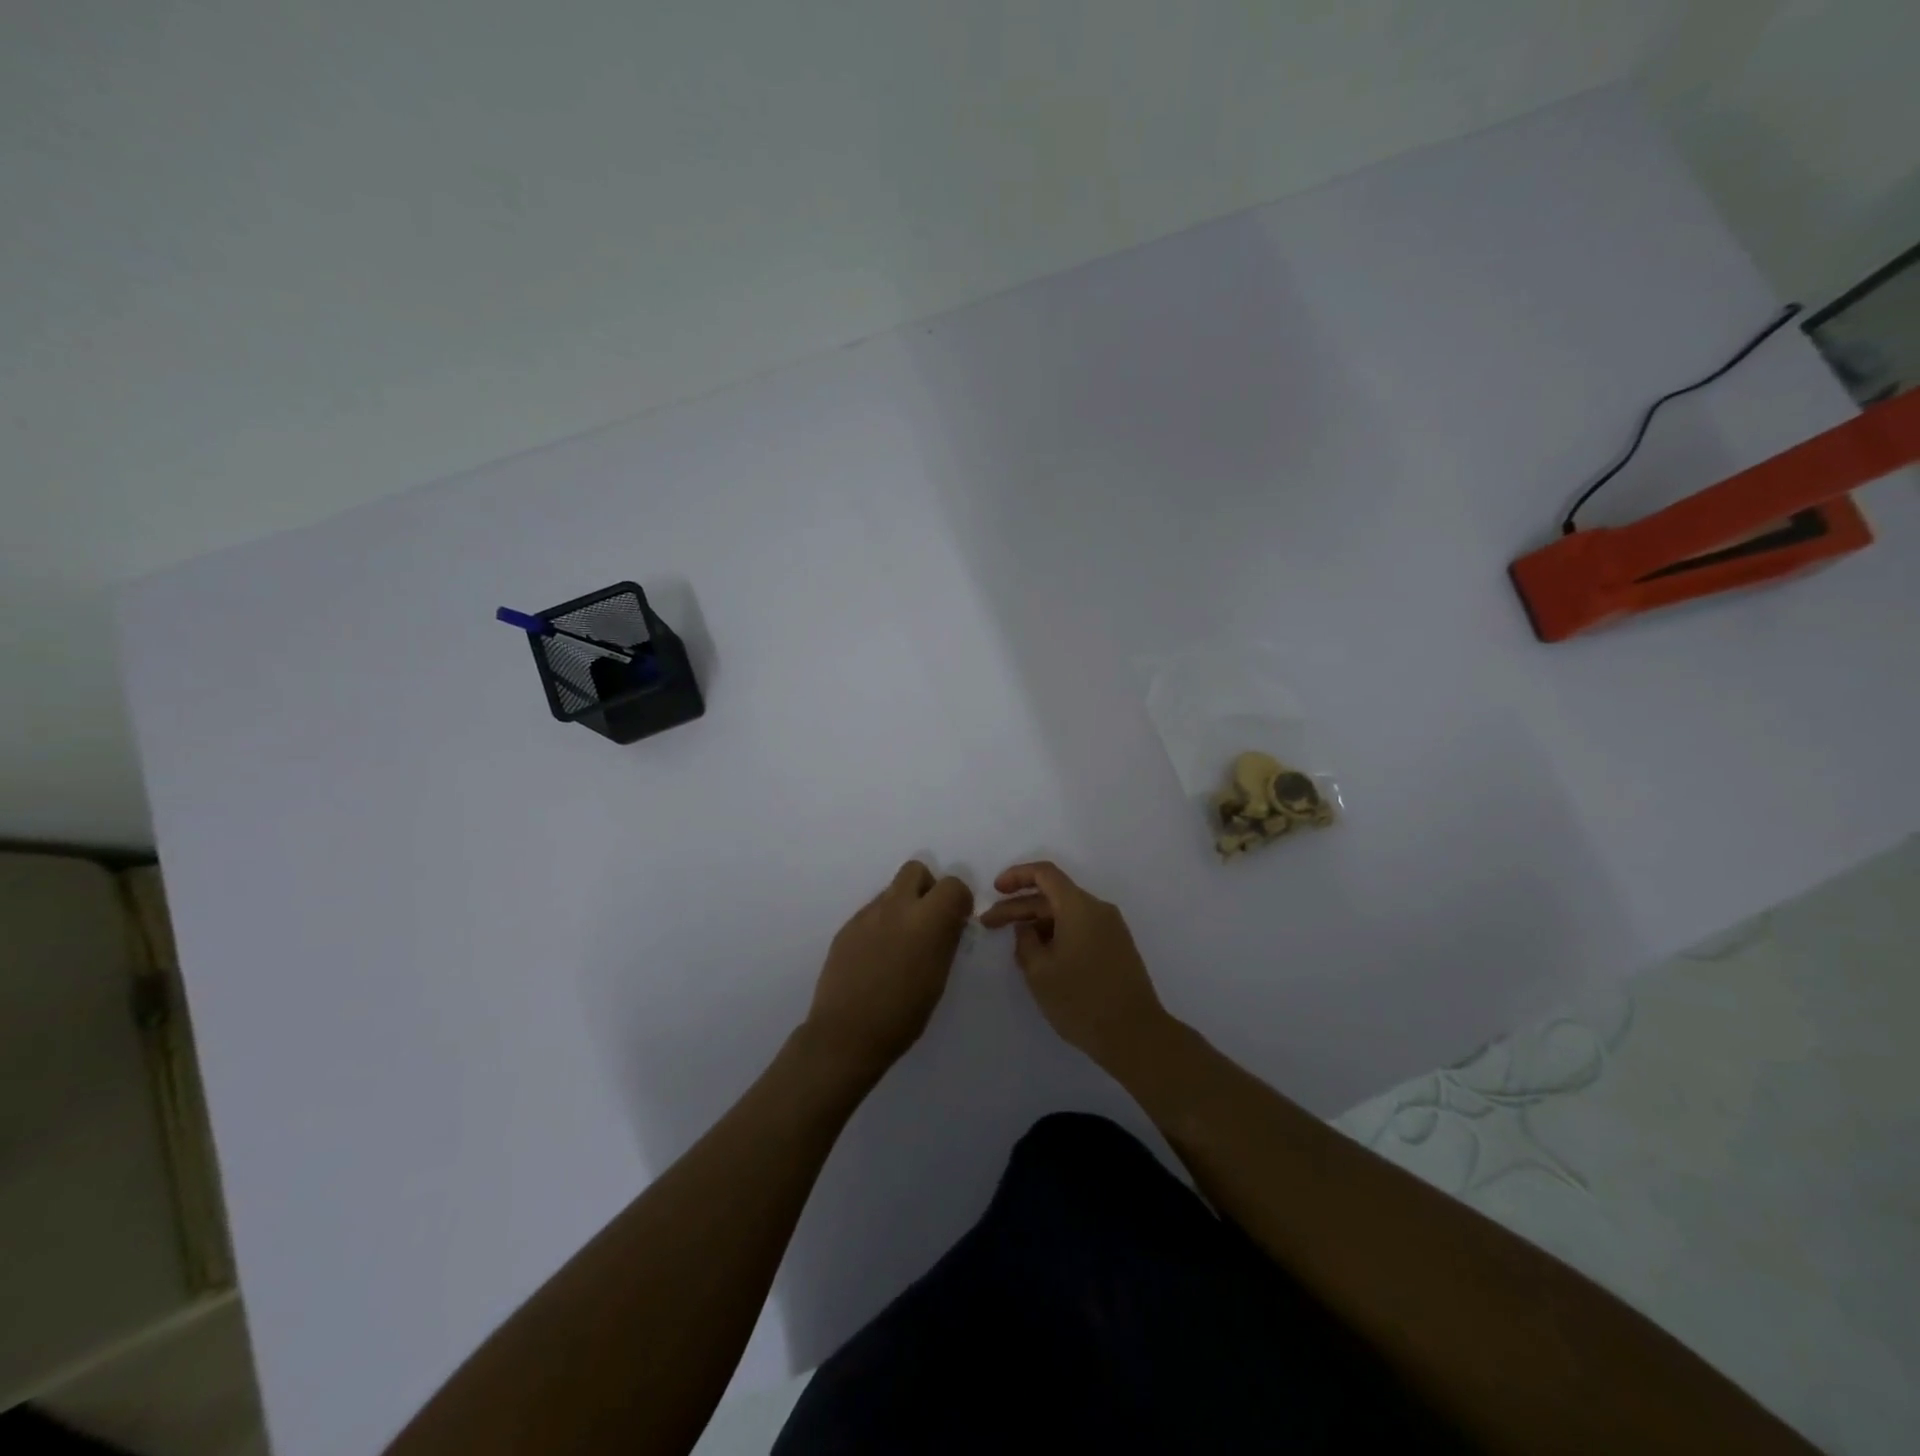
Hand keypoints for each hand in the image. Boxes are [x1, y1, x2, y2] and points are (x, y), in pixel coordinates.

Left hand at [804, 861, 973, 1076]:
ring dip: (903, 906)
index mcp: (926, 920)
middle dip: (928, 888)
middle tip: (929, 920)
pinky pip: (872, 912)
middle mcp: (895, 907)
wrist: (846, 1033)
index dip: (959, 899)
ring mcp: (867, 915)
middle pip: (915, 870)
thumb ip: (946, 940)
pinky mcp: (847, 928)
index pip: (952, 884)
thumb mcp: (938, 978)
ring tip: (901, 944)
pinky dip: (882, 924)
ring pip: (892, 891)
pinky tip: (878, 956)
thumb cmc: (903, 1015)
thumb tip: (951, 921)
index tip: (958, 919)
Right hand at [980, 861, 1170, 1069]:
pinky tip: (1041, 957)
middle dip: (1019, 907)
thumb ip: (1025, 941)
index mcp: (1079, 906)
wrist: (1135, 1035)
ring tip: (1014, 947)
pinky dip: (1057, 934)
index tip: (995, 891)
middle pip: (1053, 896)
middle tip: (989, 924)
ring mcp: (1111, 929)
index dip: (1016, 876)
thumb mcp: (1039, 971)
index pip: (1045, 873)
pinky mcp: (1117, 948)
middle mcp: (1098, 910)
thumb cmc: (1081, 999)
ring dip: (1038, 923)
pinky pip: (1081, 929)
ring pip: (1066, 914)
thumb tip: (1027, 929)